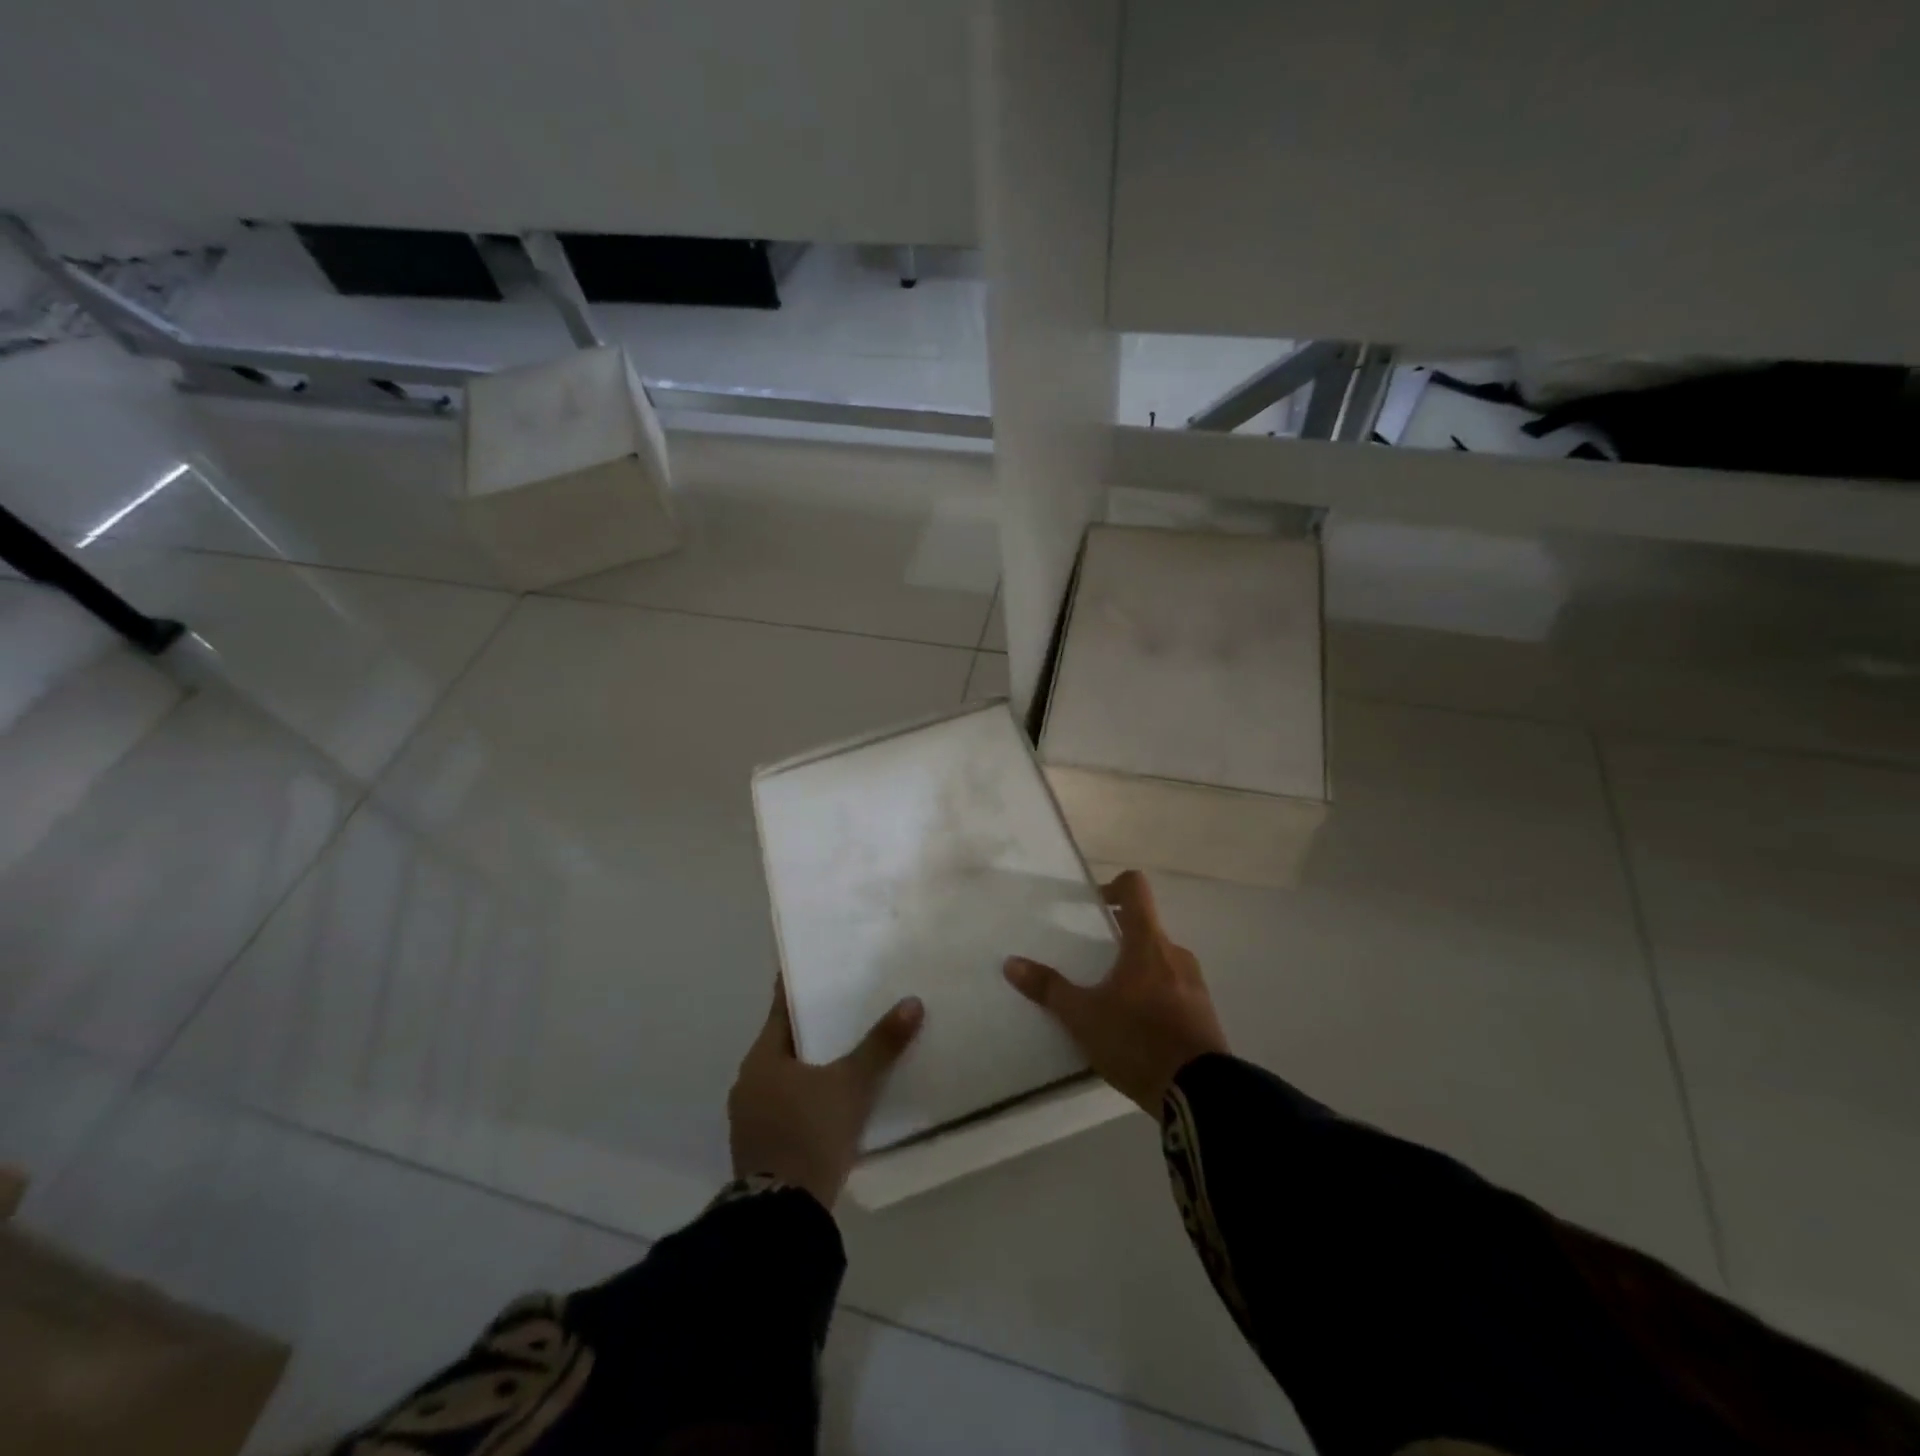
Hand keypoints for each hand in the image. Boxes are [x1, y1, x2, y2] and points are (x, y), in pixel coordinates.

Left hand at [728, 983, 924, 1209]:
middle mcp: (748, 1082)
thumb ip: (881, 1045)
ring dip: (810, 1067)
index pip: (782, 1009)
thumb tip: (912, 1002)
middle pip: (784, 1043)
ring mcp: (750, 1118)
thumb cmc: (811, 1133)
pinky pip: (786, 1107)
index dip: (800, 989)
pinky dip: (806, 1098)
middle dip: (813, 1030)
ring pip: (785, 1078)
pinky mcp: (759, 1149)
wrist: (782, 1216)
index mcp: (761, 1058)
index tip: (818, 970)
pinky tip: (832, 1101)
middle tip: (846, 1010)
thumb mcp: (852, 1085)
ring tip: (846, 1054)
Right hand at [1004, 870, 1226, 1112]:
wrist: (1200, 1093)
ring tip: (1111, 1000)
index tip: (1094, 904)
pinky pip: (1175, 990)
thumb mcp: (1083, 1017)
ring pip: (1160, 961)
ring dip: (1137, 970)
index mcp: (1147, 943)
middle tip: (1092, 962)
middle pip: (1145, 928)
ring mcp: (1195, 984)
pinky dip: (1154, 997)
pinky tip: (1135, 1028)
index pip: (1135, 888)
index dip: (1114, 885)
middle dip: (1118, 939)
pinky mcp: (1204, 1013)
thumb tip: (1011, 963)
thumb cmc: (1138, 1040)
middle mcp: (1175, 954)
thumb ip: (1049, 989)